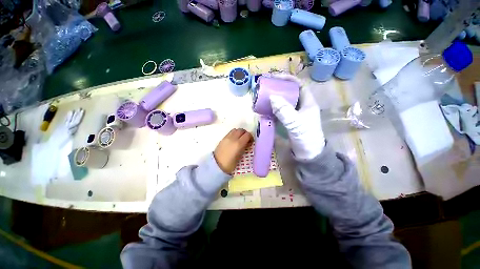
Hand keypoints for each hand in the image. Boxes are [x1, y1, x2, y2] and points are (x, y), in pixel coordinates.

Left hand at [214, 128, 252, 173]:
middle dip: (245, 133)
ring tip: (240, 139)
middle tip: (246, 139)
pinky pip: (230, 132)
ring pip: (235, 130)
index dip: (251, 137)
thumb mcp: (240, 157)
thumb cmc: (230, 164)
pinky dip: (234, 134)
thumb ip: (244, 148)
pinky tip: (234, 140)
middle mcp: (233, 138)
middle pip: (241, 130)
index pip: (248, 135)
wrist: (216, 165)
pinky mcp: (223, 138)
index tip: (251, 142)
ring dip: (239, 132)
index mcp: (239, 144)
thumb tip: (247, 143)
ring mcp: (227, 137)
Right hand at [269, 74, 324, 159]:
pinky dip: (272, 109)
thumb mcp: (296, 123)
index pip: (299, 85)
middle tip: (266, 87)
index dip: (288, 80)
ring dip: (274, 99)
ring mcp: (294, 114)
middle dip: (278, 88)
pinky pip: (279, 111)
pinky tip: (265, 109)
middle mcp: (301, 106)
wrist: (308, 154)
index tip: (275, 78)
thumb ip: (284, 111)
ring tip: (263, 97)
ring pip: (283, 102)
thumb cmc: (306, 137)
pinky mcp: (288, 121)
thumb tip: (272, 97)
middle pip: (289, 93)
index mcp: (308, 102)